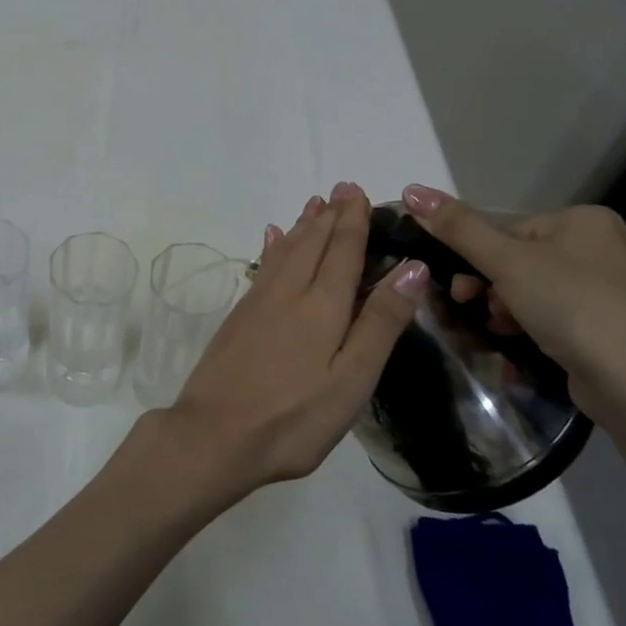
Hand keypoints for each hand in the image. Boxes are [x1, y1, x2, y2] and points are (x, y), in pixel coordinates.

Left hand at [163, 182, 426, 494]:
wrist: (214, 435)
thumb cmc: (294, 417)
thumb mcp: (351, 379)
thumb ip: (381, 322)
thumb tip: (412, 266)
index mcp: (322, 305)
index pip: (343, 251)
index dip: (353, 221)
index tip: (359, 192)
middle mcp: (288, 292)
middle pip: (312, 243)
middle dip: (330, 215)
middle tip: (341, 189)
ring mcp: (258, 303)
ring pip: (286, 251)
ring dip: (303, 226)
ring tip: (314, 204)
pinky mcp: (238, 317)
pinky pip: (263, 267)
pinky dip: (274, 247)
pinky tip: (273, 239)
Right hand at [400, 185, 625, 433]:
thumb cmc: (571, 306)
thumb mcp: (504, 262)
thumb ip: (457, 227)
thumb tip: (411, 189)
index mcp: (589, 220)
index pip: (514, 231)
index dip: (480, 259)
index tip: (461, 288)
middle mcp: (613, 247)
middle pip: (528, 261)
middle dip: (494, 288)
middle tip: (476, 310)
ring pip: (546, 292)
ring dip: (513, 310)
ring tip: (502, 333)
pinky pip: (570, 320)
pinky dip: (543, 329)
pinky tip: (527, 349)